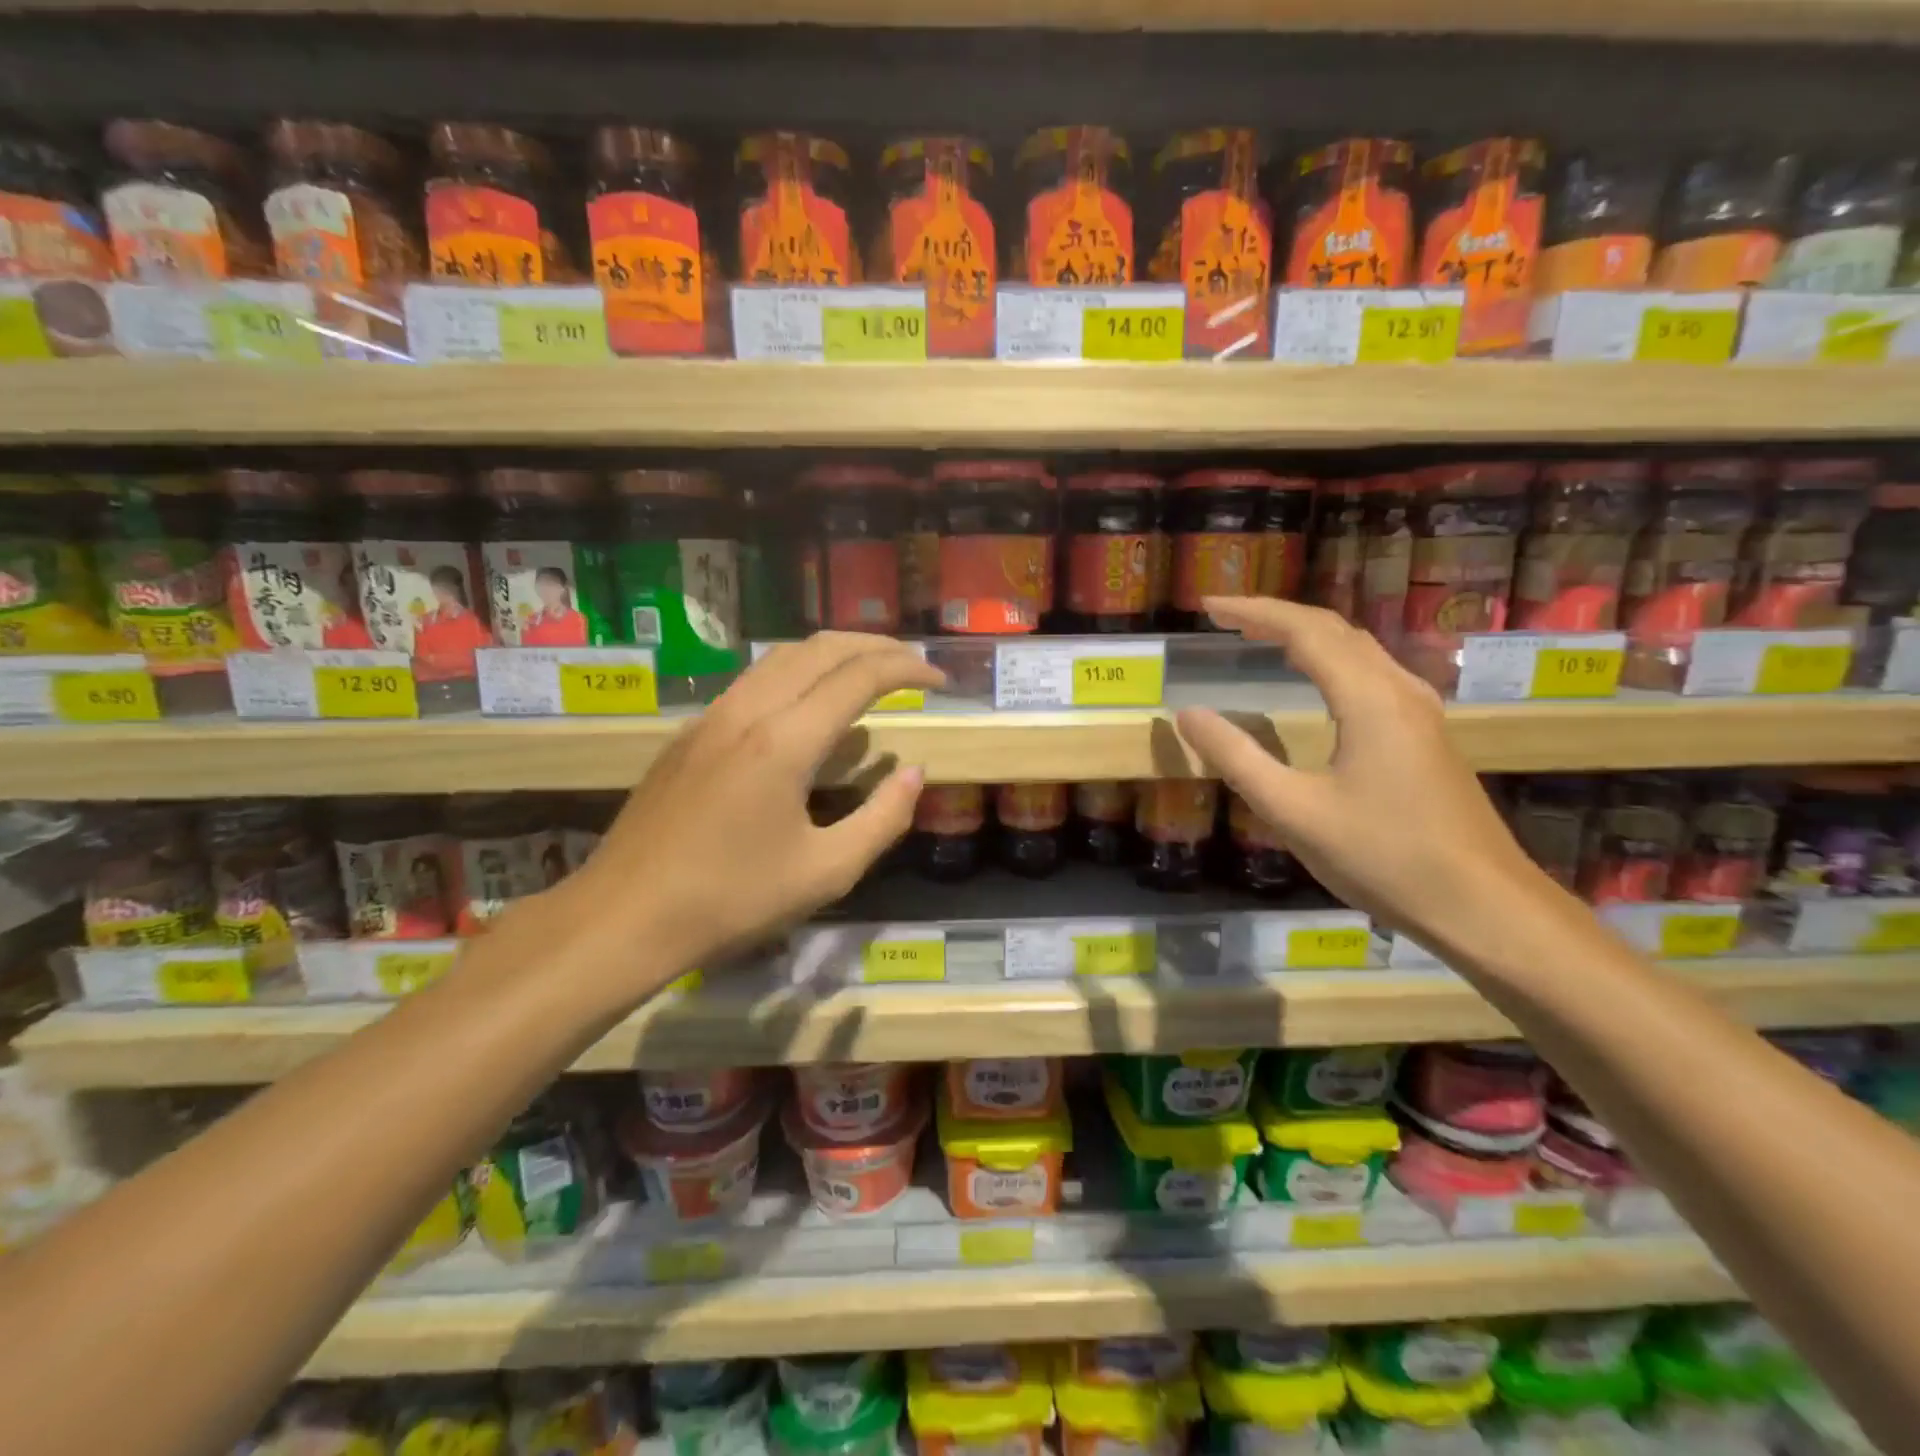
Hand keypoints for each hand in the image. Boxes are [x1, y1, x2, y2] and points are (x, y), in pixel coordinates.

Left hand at [558, 633, 942, 989]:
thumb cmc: (731, 901)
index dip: (907, 669)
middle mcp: (748, 710)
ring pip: (782, 656)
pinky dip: (798, 672)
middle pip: (821, 648)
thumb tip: (913, 773)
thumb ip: (883, 818)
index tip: (940, 680)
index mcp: (785, 740)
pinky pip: (755, 679)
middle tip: (913, 665)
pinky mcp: (690, 732)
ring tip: (869, 672)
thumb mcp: (826, 872)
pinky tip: (810, 704)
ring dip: (834, 653)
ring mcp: (712, 716)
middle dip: (875, 646)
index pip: (859, 676)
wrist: (623, 917)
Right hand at [1174, 597, 1554, 947]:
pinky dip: (1332, 660)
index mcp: (1369, 699)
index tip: (1208, 607)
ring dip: (1307, 636)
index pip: (1304, 631)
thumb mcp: (1293, 811)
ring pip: (1359, 650)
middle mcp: (1399, 691)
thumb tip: (1187, 714)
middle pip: (1335, 631)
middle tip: (1226, 619)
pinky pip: (1372, 674)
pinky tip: (1318, 682)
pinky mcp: (1427, 736)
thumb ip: (1236, 758)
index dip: (1253, 613)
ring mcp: (1421, 712)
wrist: (1482, 906)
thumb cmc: (1382, 856)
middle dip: (1277, 617)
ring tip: (1261, 638)